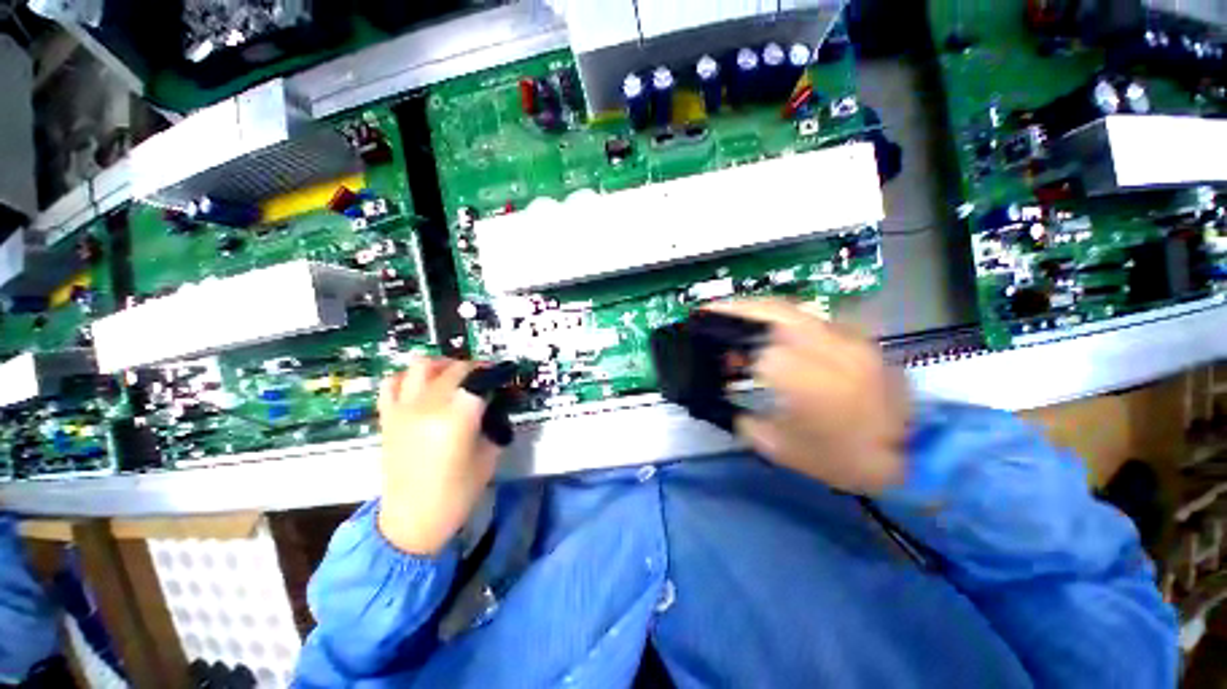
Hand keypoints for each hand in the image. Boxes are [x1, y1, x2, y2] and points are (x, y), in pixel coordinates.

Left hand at [377, 357, 500, 555]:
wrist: (412, 520)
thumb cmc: (457, 492)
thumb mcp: (490, 455)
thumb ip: (494, 423)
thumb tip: (496, 403)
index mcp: (457, 417)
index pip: (480, 379)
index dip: (496, 374)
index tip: (504, 378)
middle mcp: (429, 405)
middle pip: (455, 368)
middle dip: (476, 369)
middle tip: (485, 381)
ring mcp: (404, 408)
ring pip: (423, 364)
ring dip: (443, 365)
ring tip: (454, 377)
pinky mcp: (389, 416)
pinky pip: (393, 382)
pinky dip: (409, 377)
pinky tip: (422, 387)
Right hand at [705, 300, 908, 495]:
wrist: (914, 456)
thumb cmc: (840, 458)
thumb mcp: (778, 447)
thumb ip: (740, 417)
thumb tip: (719, 393)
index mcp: (803, 379)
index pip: (752, 345)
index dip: (724, 341)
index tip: (704, 340)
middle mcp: (825, 347)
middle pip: (772, 310)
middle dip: (735, 307)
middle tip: (711, 311)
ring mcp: (846, 338)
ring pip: (792, 308)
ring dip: (756, 309)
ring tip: (734, 315)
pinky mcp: (858, 338)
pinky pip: (811, 317)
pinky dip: (781, 318)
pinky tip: (768, 327)